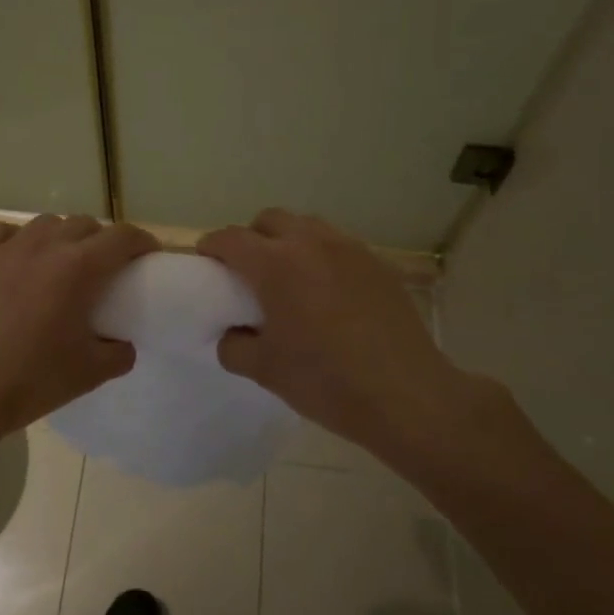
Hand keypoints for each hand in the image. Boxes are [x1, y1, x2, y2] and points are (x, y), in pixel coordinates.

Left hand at [0, 214, 158, 442]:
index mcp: (78, 268)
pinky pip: (3, 231)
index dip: (141, 242)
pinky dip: (19, 239)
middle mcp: (44, 247)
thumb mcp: (91, 373)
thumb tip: (123, 343)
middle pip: (84, 224)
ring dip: (62, 236)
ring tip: (62, 263)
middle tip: (105, 267)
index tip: (147, 256)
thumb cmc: (32, 381)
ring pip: (45, 224)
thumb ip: (119, 353)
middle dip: (102, 239)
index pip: (122, 237)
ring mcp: (6, 250)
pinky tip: (19, 260)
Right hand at [198, 209, 476, 454]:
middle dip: (252, 237)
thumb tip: (233, 334)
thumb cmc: (326, 381)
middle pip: (270, 219)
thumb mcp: (264, 371)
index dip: (213, 246)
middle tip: (249, 270)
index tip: (207, 261)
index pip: (231, 238)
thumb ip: (234, 346)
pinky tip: (327, 291)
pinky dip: (322, 256)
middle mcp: (311, 244)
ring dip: (289, 240)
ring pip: (307, 226)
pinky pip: (339, 245)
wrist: (406, 395)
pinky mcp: (378, 264)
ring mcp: (350, 250)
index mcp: (276, 265)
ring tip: (290, 276)